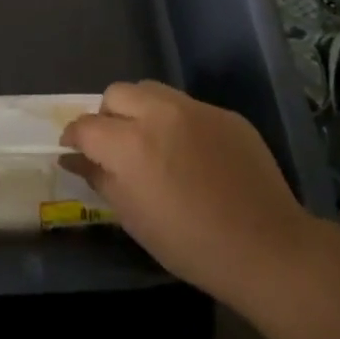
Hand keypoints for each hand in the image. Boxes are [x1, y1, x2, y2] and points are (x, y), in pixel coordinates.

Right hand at [60, 80, 313, 307]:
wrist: (266, 247)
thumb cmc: (189, 244)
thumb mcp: (133, 217)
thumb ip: (99, 177)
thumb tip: (73, 158)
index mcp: (130, 143)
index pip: (85, 125)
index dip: (74, 138)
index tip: (75, 151)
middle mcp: (159, 113)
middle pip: (116, 93)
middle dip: (107, 116)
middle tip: (115, 146)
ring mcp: (196, 109)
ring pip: (151, 91)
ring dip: (140, 110)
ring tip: (151, 143)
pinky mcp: (225, 114)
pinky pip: (187, 106)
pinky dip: (176, 122)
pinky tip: (190, 153)